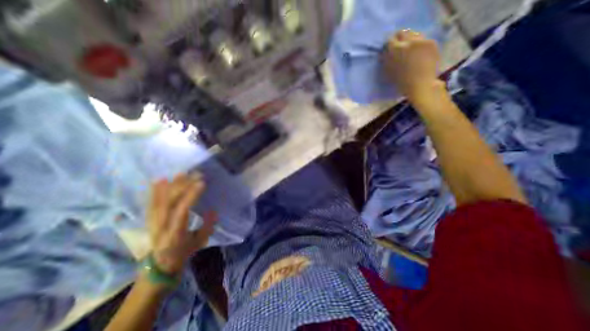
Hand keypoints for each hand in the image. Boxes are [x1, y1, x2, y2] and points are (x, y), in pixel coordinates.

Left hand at [148, 175, 215, 274]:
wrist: (159, 265)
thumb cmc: (183, 253)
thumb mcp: (200, 242)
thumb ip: (207, 226)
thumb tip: (212, 210)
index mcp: (175, 232)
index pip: (182, 210)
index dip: (191, 195)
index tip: (202, 183)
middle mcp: (161, 225)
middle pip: (170, 201)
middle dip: (183, 185)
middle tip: (196, 174)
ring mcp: (153, 222)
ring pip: (160, 199)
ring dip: (171, 185)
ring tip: (182, 173)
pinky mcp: (149, 219)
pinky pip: (151, 202)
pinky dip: (155, 190)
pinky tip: (160, 180)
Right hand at [383, 30, 442, 101]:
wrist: (420, 85)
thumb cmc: (401, 82)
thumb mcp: (389, 72)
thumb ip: (386, 60)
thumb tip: (384, 53)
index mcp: (395, 50)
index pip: (391, 40)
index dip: (390, 44)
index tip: (390, 49)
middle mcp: (408, 42)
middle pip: (402, 32)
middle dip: (400, 38)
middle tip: (400, 47)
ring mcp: (421, 41)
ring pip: (414, 34)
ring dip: (410, 40)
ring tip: (411, 50)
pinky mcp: (431, 43)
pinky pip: (423, 40)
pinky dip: (420, 45)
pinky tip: (419, 54)